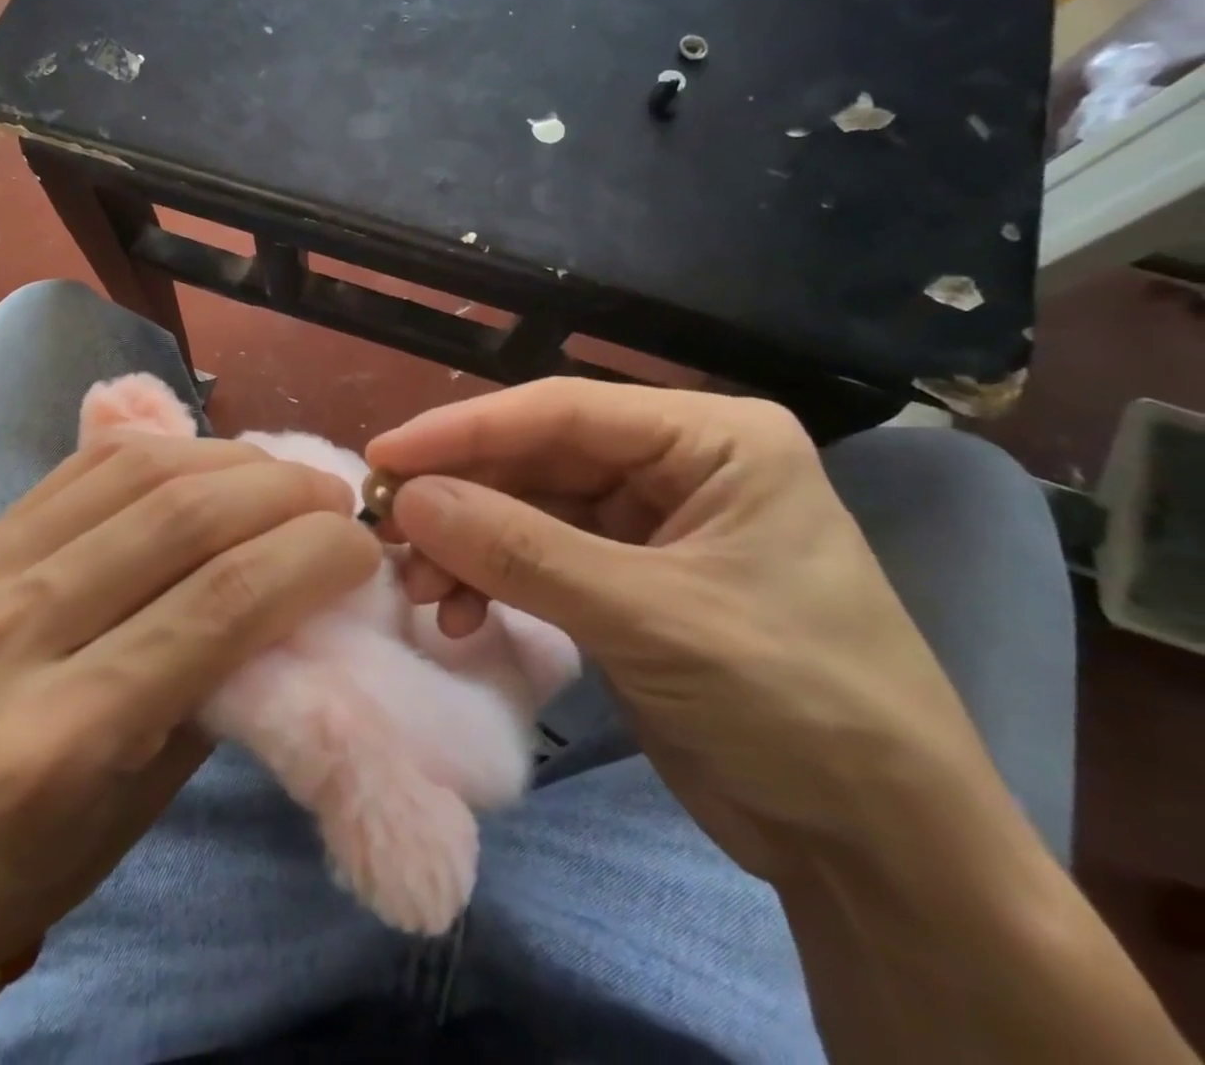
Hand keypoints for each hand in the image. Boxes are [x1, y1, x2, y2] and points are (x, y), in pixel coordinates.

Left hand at [0, 432, 376, 963]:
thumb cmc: (62, 844)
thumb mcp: (166, 782)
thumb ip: (232, 670)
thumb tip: (307, 576)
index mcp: (58, 738)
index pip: (216, 606)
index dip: (308, 557)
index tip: (360, 546)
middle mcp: (5, 640)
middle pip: (178, 521)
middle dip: (280, 494)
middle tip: (333, 498)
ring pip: (135, 473)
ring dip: (230, 461)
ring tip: (283, 475)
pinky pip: (89, 465)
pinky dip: (168, 451)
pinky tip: (213, 462)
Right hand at [366, 380, 1007, 882]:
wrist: (878, 851)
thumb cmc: (796, 705)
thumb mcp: (648, 617)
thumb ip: (518, 551)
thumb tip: (407, 501)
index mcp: (710, 438)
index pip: (561, 411)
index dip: (463, 430)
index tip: (383, 456)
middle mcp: (674, 464)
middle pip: (534, 459)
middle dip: (458, 497)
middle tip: (385, 530)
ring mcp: (645, 522)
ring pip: (523, 509)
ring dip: (464, 545)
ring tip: (417, 587)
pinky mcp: (621, 577)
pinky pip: (532, 557)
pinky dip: (488, 580)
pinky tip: (458, 613)